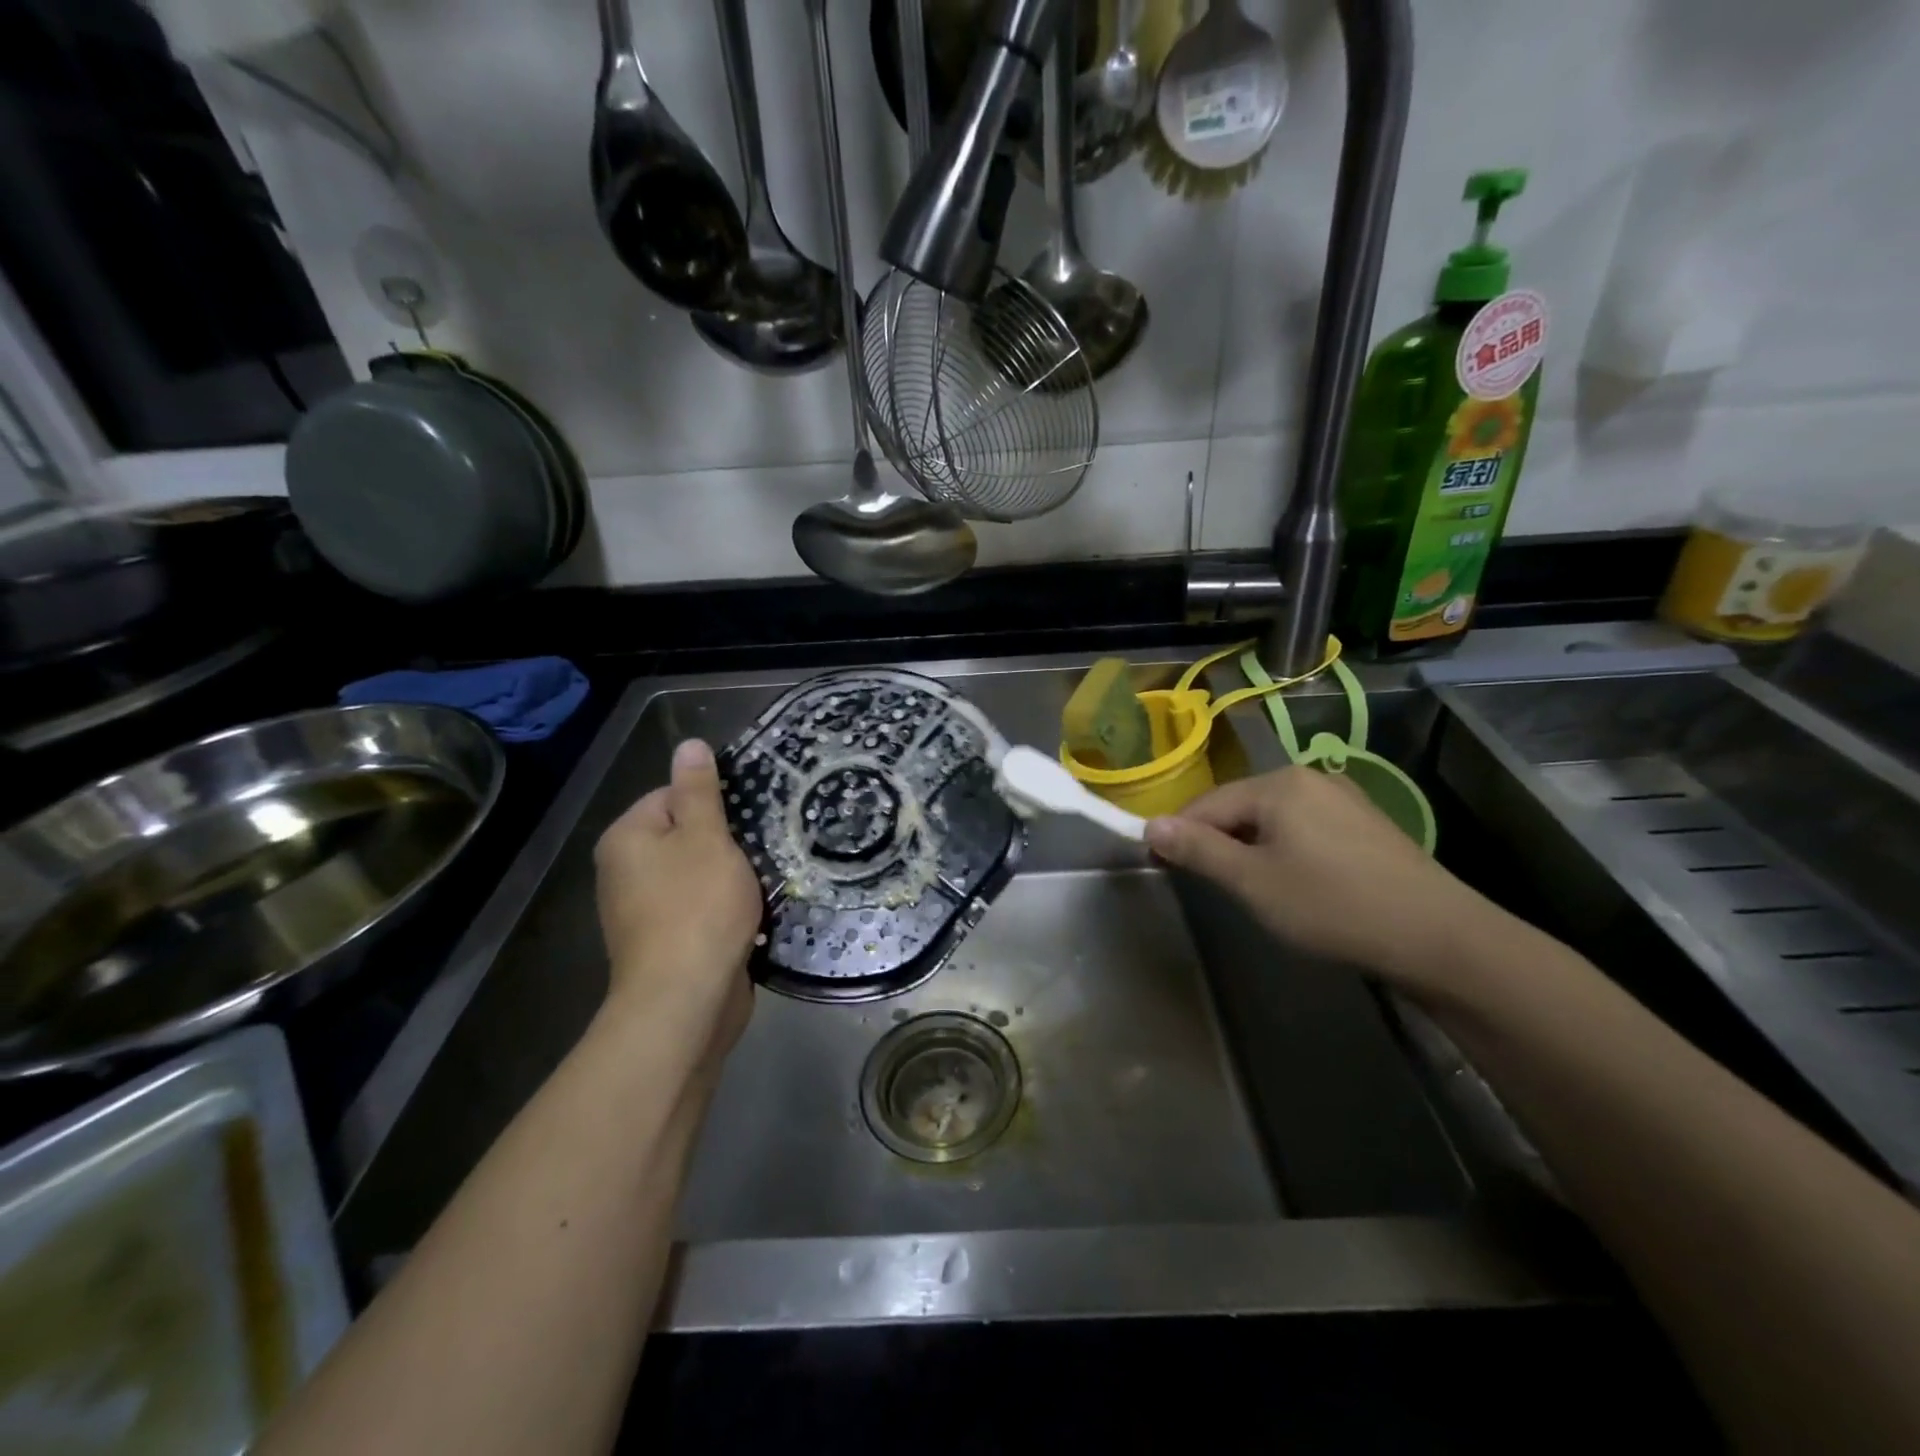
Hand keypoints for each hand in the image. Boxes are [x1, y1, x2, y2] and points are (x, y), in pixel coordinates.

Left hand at [594, 739, 760, 1063]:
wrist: (686, 999)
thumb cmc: (697, 907)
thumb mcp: (706, 837)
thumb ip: (699, 790)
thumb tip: (688, 744)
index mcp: (627, 838)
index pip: (672, 796)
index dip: (714, 802)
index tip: (748, 817)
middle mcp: (625, 871)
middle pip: (686, 836)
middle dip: (726, 842)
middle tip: (762, 847)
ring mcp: (643, 911)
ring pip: (698, 874)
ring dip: (731, 877)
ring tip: (763, 879)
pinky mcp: (666, 942)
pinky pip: (700, 909)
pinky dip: (725, 908)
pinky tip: (752, 913)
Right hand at [1144, 767, 1493, 995]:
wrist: (1439, 937)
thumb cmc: (1333, 906)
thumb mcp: (1253, 882)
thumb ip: (1198, 850)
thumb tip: (1150, 825)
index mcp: (1278, 784)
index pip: (1207, 804)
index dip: (1177, 834)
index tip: (1158, 864)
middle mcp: (1309, 778)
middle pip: (1240, 807)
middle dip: (1216, 841)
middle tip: (1207, 884)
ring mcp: (1343, 798)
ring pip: (1273, 819)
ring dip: (1249, 847)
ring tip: (1249, 888)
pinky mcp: (1366, 823)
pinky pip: (1304, 827)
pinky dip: (1284, 849)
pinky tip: (1296, 882)